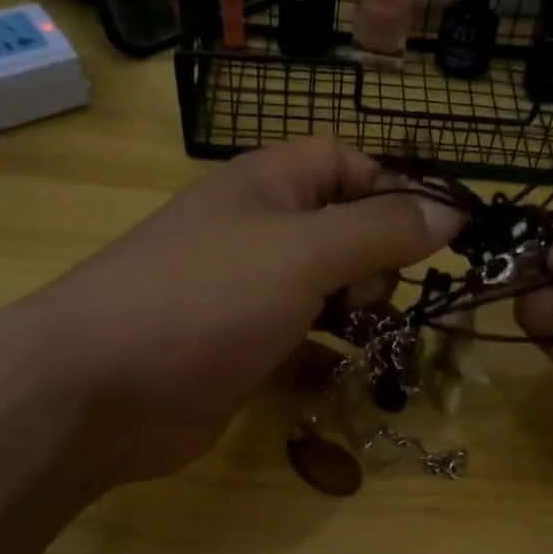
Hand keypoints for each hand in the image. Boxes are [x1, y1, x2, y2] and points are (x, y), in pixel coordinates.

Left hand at [33, 137, 462, 485]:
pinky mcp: (242, 354)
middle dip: (377, 262)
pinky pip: (302, 345)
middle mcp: (257, 235)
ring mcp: (247, 298)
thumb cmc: (205, 300)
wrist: (101, 390)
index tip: (434, 236)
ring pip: (325, 294)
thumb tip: (451, 211)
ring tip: (380, 342)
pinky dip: (329, 358)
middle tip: (379, 300)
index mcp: (267, 188)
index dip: (392, 190)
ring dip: (360, 315)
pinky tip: (346, 376)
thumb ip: (380, 230)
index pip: (344, 163)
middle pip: (341, 231)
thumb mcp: (303, 253)